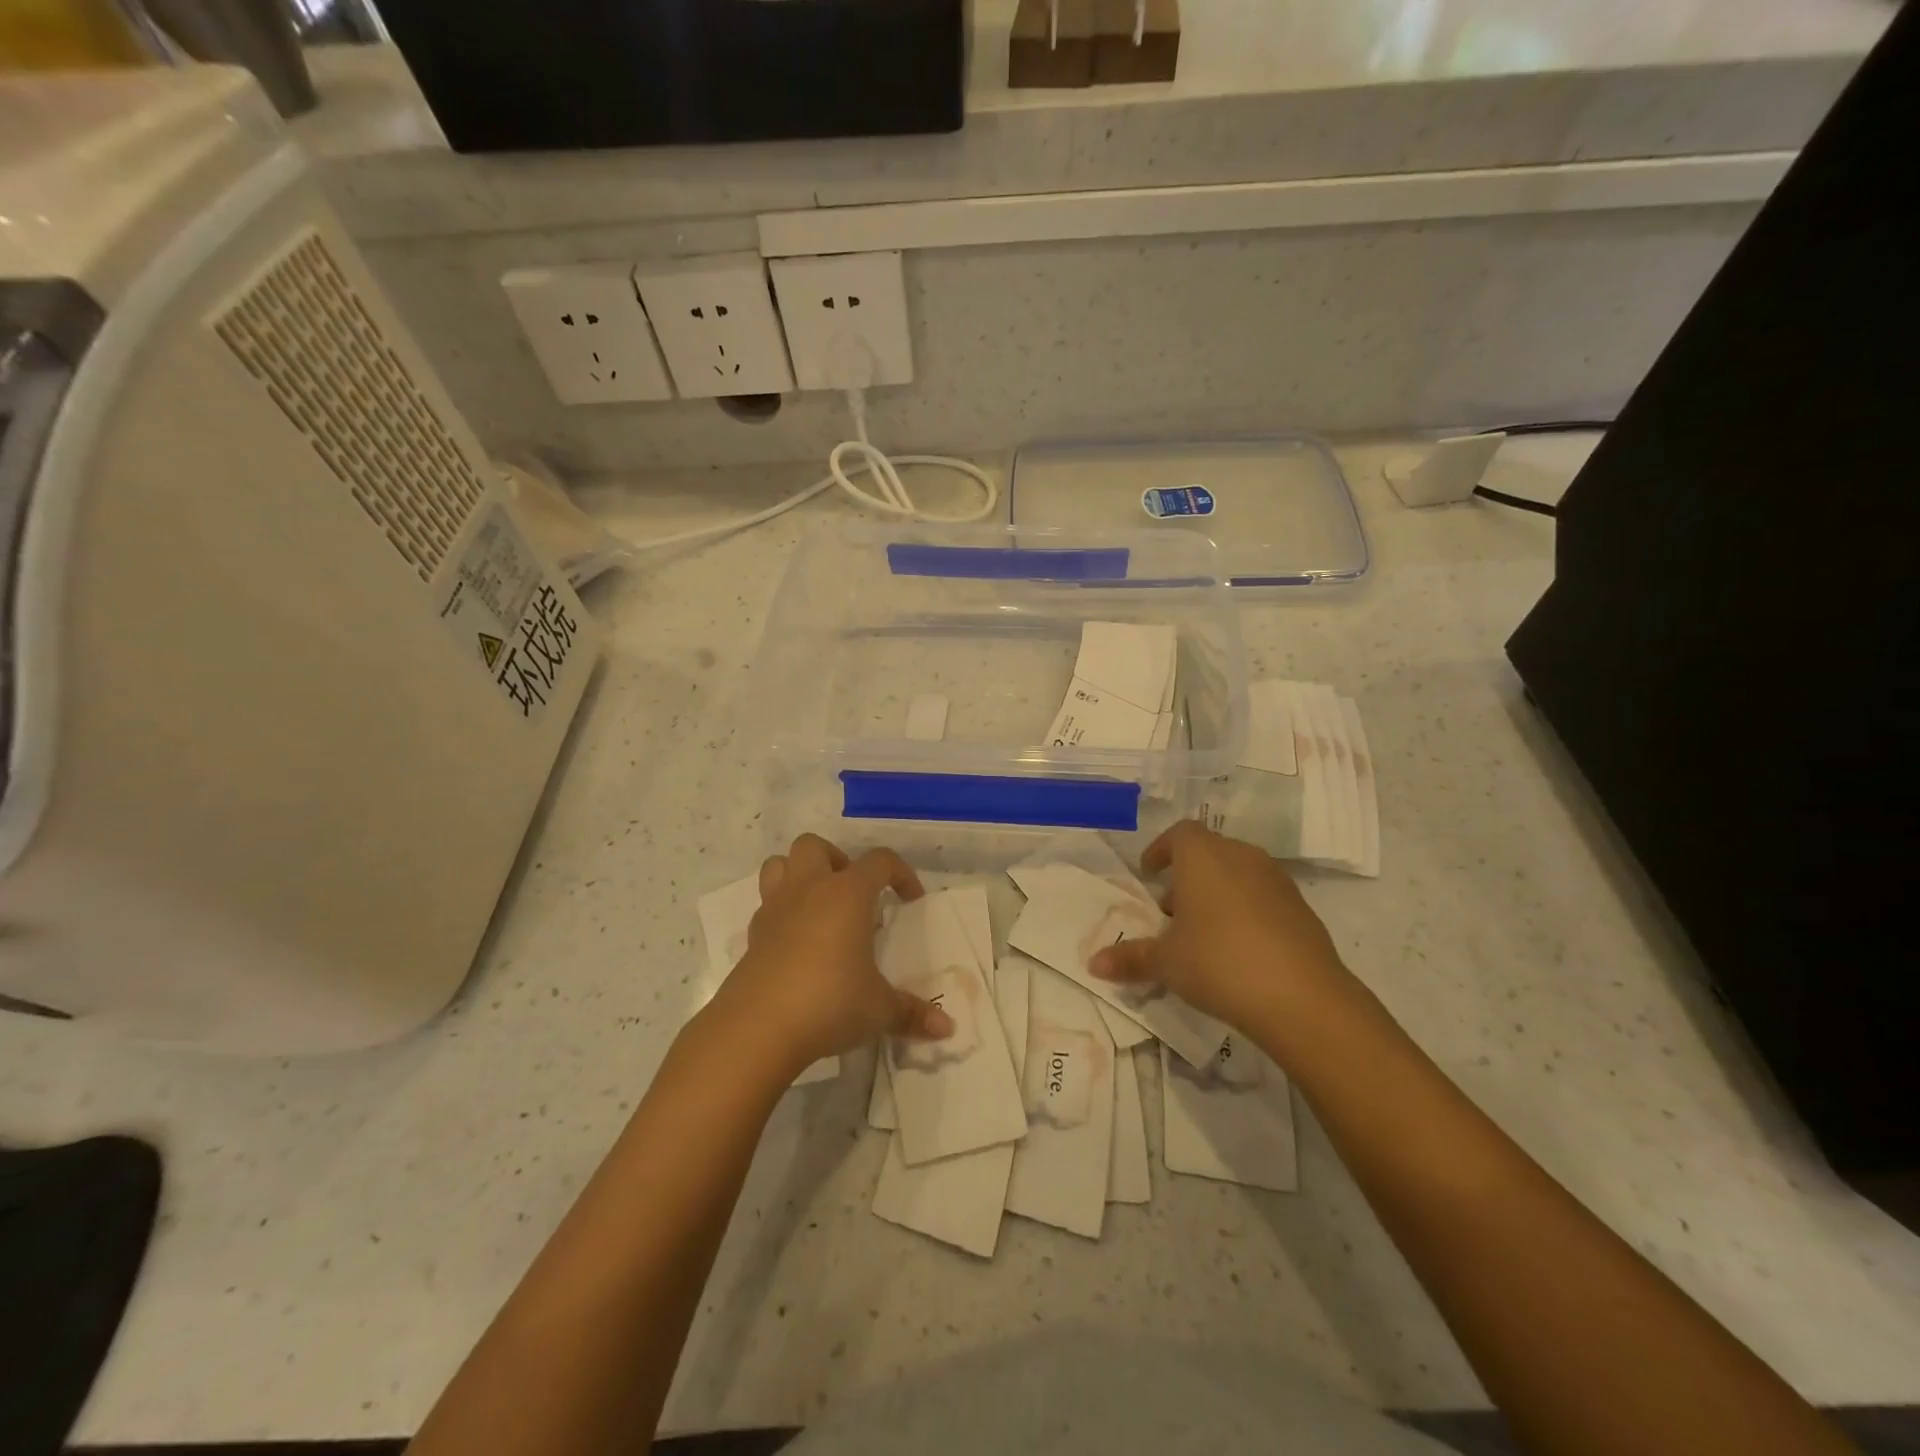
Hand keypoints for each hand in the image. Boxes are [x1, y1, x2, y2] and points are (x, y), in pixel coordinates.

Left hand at [708, 834, 953, 1076]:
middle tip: (854, 894)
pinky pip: (767, 905)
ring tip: (820, 906)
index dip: (901, 874)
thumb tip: (947, 1027)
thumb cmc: (829, 1003)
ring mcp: (775, 909)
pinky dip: (783, 912)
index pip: (880, 861)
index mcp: (847, 894)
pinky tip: (797, 944)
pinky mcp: (752, 935)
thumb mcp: (879, 1010)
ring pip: (779, 864)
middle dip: (836, 860)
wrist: (758, 1028)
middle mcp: (809, 889)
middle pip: (815, 846)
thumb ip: (912, 1013)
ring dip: (799, 874)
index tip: (911, 900)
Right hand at [1090, 820, 1351, 1034]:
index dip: (1161, 849)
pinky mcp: (1302, 909)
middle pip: (1209, 852)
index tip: (1149, 874)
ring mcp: (1277, 881)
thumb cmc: (1218, 963)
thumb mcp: (1166, 962)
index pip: (1180, 833)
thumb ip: (1130, 958)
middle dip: (1187, 876)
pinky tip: (1239, 949)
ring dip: (1217, 893)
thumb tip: (1094, 964)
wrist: (1302, 997)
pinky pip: (1263, 898)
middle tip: (1170, 911)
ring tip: (1202, 933)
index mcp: (1203, 857)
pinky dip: (1246, 911)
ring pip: (1238, 874)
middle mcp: (1241, 857)